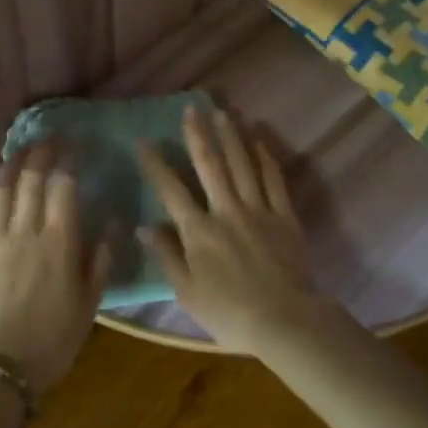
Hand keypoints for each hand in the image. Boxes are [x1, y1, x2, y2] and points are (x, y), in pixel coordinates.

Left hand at [0, 142, 109, 399]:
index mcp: (58, 241)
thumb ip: (101, 260)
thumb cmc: (52, 340)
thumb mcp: (89, 304)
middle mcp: (24, 231)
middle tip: (47, 141)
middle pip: (30, 178)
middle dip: (39, 153)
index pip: (62, 186)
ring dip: (9, 165)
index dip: (68, 161)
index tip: (73, 148)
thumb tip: (114, 223)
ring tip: (18, 153)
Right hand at [135, 106, 314, 354]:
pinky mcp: (284, 215)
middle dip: (198, 135)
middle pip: (210, 165)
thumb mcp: (187, 292)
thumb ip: (166, 256)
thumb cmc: (228, 313)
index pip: (171, 190)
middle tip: (191, 108)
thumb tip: (145, 226)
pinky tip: (258, 139)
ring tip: (222, 112)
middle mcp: (225, 211)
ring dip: (231, 136)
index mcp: (198, 231)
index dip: (156, 164)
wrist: (283, 320)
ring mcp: (257, 210)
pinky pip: (273, 179)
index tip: (144, 141)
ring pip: (242, 164)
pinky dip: (264, 157)